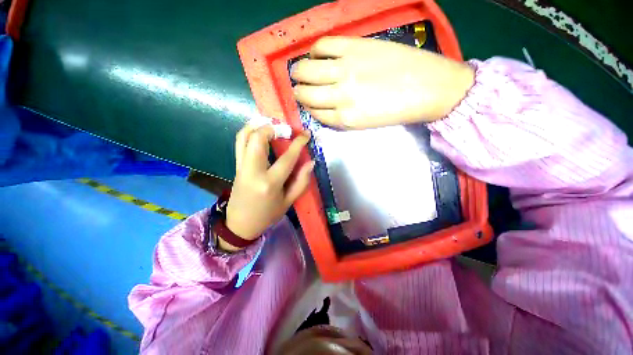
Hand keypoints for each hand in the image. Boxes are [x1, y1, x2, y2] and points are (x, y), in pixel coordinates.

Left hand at [222, 124, 313, 250]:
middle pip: (258, 139)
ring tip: (272, 125)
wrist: (240, 225)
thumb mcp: (289, 201)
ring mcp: (241, 167)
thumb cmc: (268, 215)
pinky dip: (249, 131)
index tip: (306, 134)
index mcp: (270, 183)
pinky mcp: (236, 166)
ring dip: (258, 126)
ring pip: (245, 136)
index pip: (287, 157)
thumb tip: (311, 162)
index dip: (298, 143)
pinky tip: (259, 131)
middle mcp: (253, 171)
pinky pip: (239, 143)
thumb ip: (302, 181)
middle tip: (286, 129)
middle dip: (273, 128)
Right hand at [291, 36, 473, 128]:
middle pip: (305, 94)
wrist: (430, 89)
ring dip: (298, 73)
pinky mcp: (355, 47)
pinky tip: (315, 54)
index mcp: (345, 118)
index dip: (307, 107)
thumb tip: (323, 106)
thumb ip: (341, 116)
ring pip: (307, 71)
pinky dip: (314, 50)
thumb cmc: (397, 111)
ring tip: (299, 72)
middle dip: (298, 92)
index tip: (306, 103)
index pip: (314, 113)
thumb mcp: (364, 124)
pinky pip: (323, 45)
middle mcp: (340, 96)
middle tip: (298, 88)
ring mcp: (346, 70)